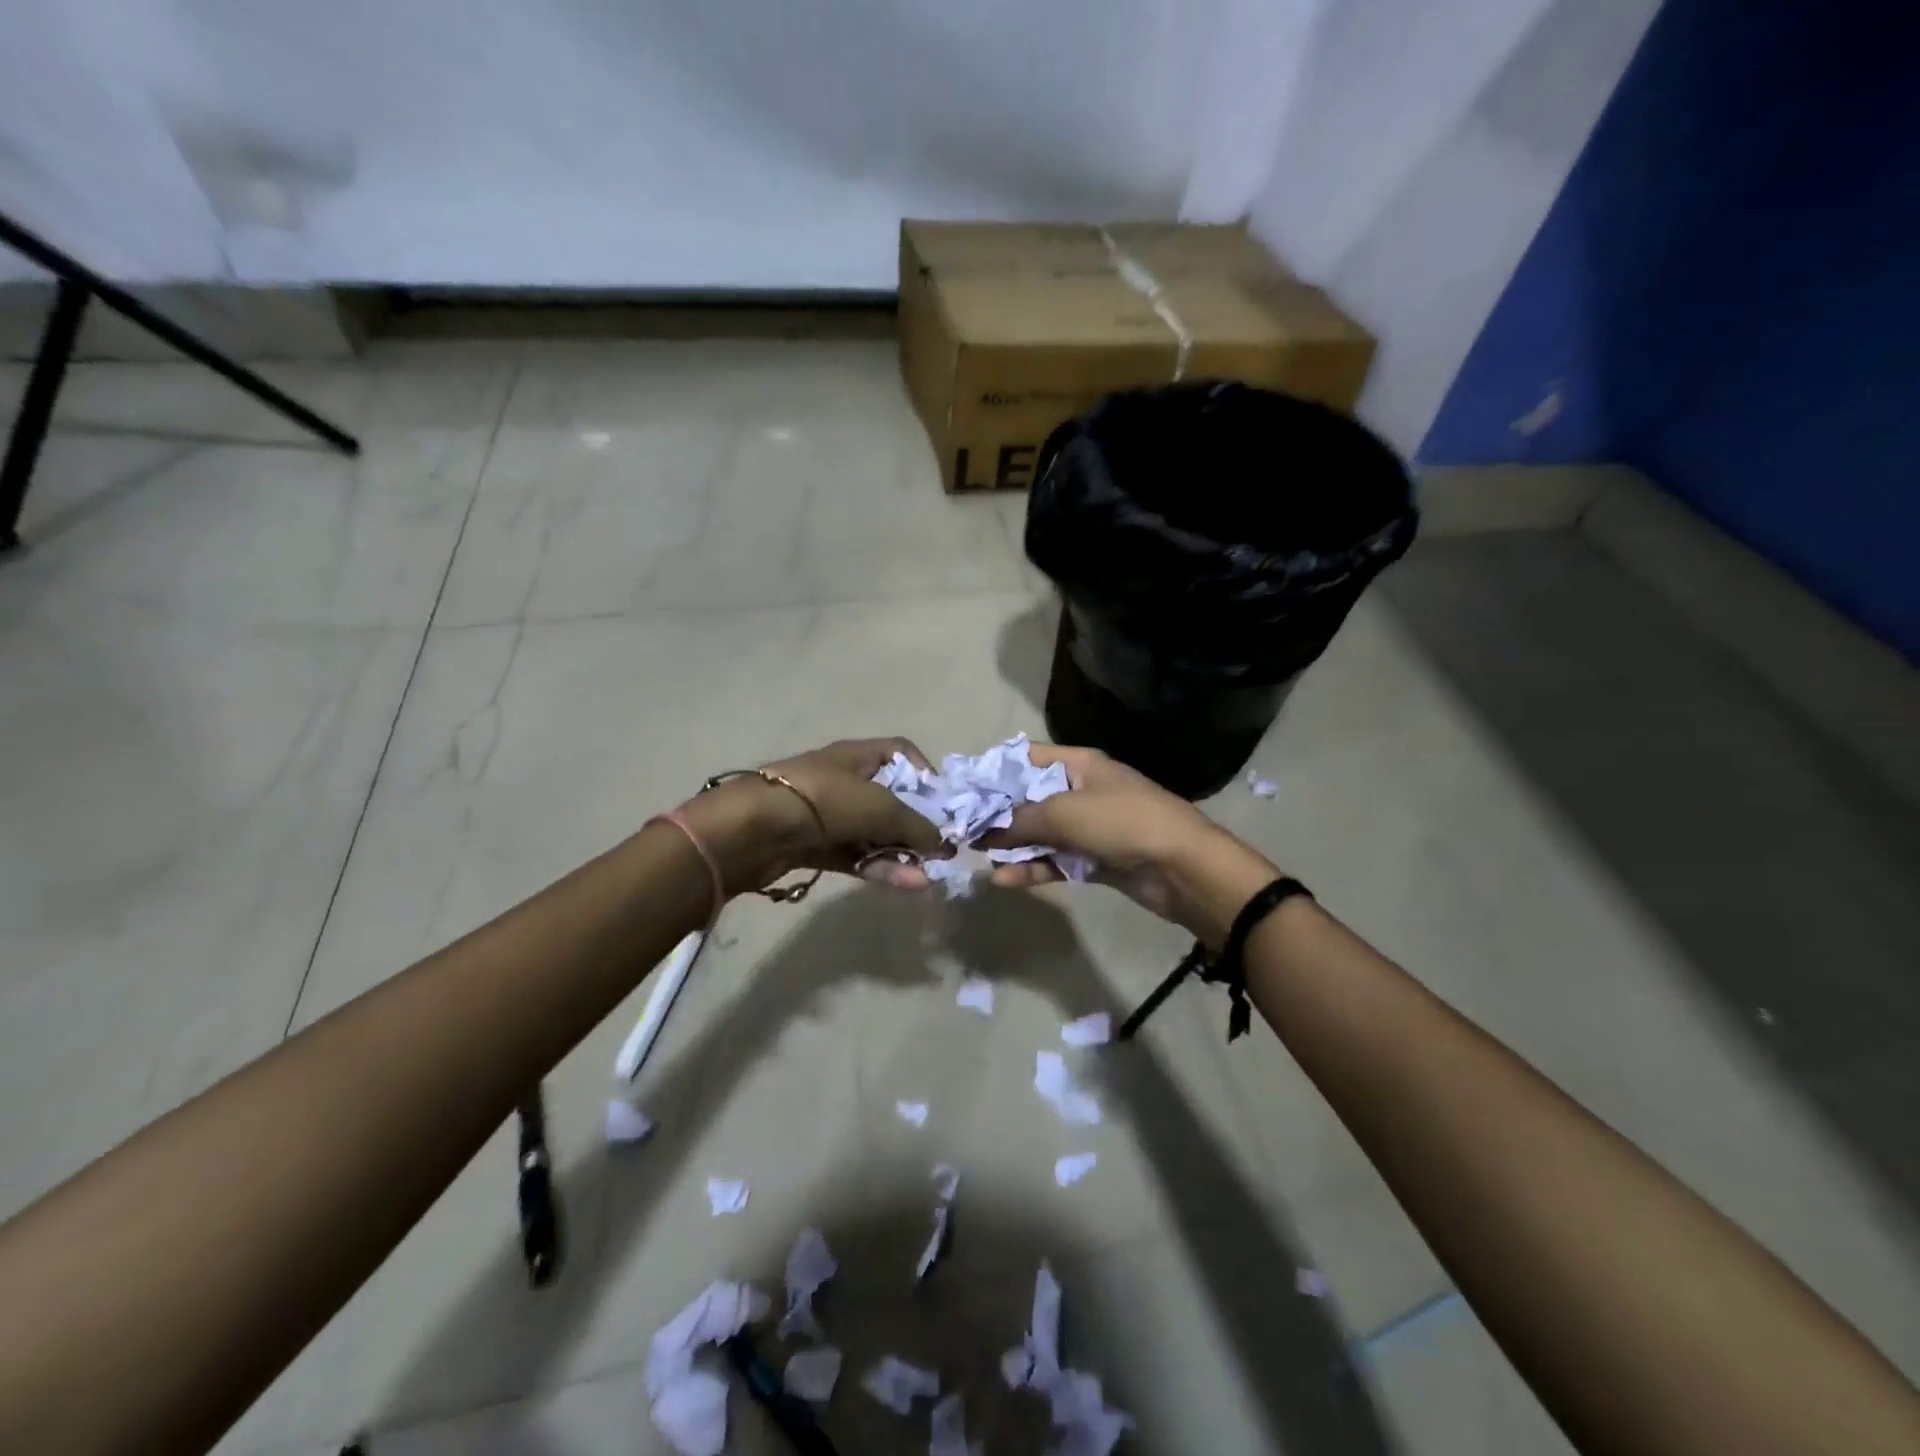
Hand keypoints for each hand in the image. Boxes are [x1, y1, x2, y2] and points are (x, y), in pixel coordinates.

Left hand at [677, 737, 948, 895]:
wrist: (753, 829)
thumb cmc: (825, 801)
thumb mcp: (881, 808)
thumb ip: (917, 826)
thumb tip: (942, 845)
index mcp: (858, 756)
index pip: (900, 752)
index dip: (924, 772)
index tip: (942, 802)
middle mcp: (844, 781)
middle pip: (890, 799)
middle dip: (916, 823)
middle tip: (940, 848)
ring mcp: (828, 816)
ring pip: (874, 833)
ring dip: (901, 852)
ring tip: (928, 874)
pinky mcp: (815, 848)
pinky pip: (856, 856)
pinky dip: (880, 868)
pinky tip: (907, 883)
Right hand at [981, 743, 1279, 946]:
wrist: (1182, 867)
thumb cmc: (1121, 822)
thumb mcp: (1064, 813)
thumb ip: (1020, 821)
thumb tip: (984, 832)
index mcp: (1078, 764)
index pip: (1027, 758)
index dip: (995, 770)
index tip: (963, 789)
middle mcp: (1081, 791)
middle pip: (1030, 798)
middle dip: (998, 813)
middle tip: (962, 829)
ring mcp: (1089, 827)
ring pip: (1041, 833)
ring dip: (1013, 844)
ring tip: (978, 856)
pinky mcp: (1095, 860)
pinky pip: (1056, 861)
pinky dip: (1032, 868)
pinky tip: (1004, 878)